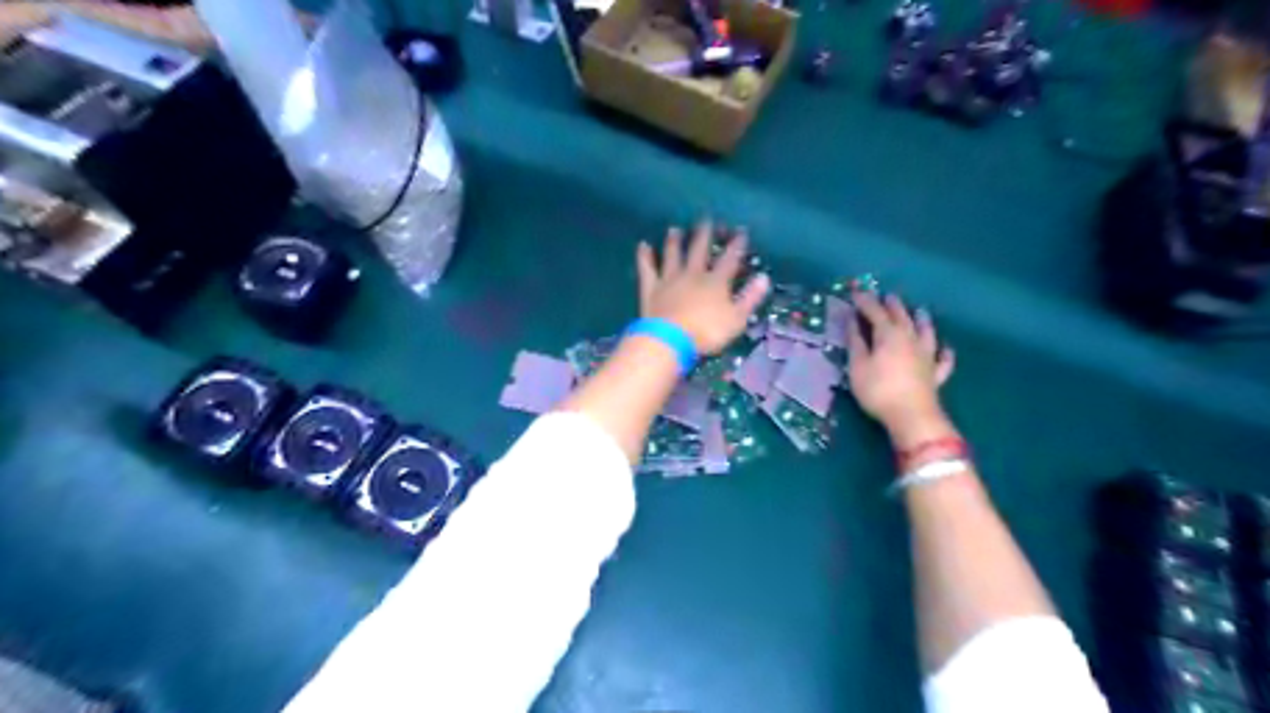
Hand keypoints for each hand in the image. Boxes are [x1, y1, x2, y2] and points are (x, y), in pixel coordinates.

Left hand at [641, 220, 769, 352]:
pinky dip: (644, 256)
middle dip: (704, 234)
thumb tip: (764, 277)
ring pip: (673, 254)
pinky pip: (647, 268)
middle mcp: (693, 273)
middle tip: (705, 218)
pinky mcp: (651, 288)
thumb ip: (750, 298)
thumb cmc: (707, 332)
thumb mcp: (737, 319)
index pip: (730, 259)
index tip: (741, 231)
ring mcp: (670, 279)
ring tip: (674, 229)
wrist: (670, 340)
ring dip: (674, 241)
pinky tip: (643, 245)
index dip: (737, 244)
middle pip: (699, 249)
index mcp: (716, 281)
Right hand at [847, 291, 957, 438]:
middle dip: (893, 305)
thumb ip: (856, 342)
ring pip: (926, 332)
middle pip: (902, 317)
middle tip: (887, 296)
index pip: (875, 312)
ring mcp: (927, 356)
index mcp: (888, 335)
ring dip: (922, 320)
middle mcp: (910, 339)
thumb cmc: (878, 389)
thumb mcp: (858, 366)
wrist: (912, 416)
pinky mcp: (935, 374)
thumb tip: (853, 322)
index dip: (865, 301)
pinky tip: (946, 349)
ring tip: (920, 310)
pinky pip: (943, 360)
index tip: (856, 292)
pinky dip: (944, 352)